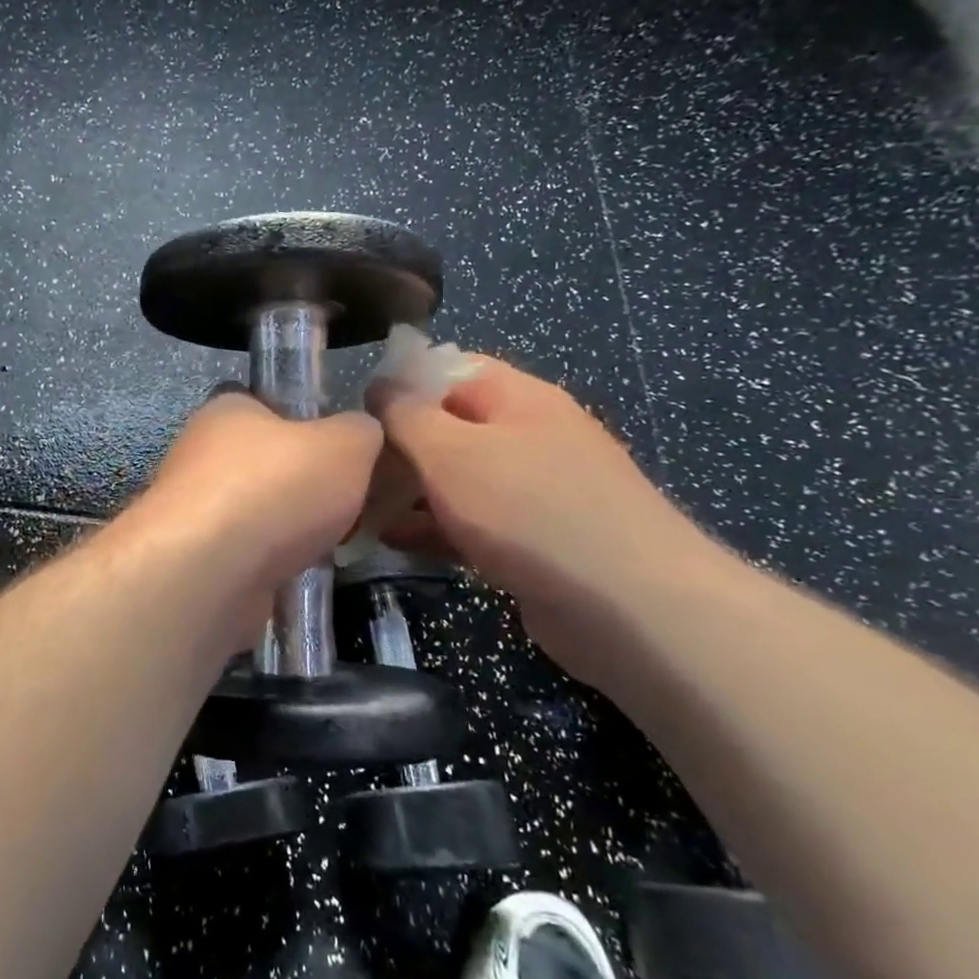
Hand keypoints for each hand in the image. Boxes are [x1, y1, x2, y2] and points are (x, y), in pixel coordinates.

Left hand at [134, 390, 383, 591]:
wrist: (209, 572)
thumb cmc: (276, 487)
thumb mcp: (346, 445)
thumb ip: (360, 432)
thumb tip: (360, 434)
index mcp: (227, 410)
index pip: (266, 404)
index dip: (306, 424)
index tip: (339, 454)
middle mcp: (200, 453)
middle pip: (263, 464)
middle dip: (302, 487)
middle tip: (345, 506)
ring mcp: (191, 509)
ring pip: (255, 514)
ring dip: (289, 531)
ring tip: (330, 546)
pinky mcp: (192, 559)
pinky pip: (244, 556)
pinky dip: (271, 567)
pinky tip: (298, 578)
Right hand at [370, 357, 721, 689]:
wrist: (630, 609)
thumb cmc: (530, 511)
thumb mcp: (451, 452)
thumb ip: (406, 414)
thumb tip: (378, 385)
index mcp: (517, 398)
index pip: (448, 369)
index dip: (399, 384)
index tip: (353, 414)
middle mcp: (528, 436)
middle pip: (448, 426)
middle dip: (397, 446)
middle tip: (348, 469)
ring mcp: (533, 492)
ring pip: (455, 479)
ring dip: (408, 492)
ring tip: (355, 508)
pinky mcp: (532, 542)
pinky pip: (470, 522)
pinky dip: (432, 528)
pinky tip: (390, 542)